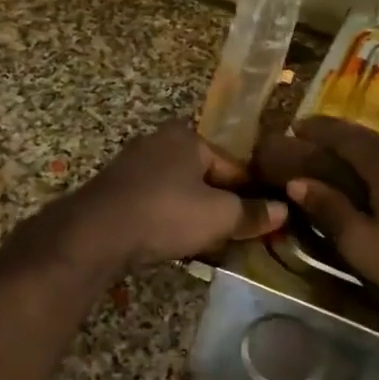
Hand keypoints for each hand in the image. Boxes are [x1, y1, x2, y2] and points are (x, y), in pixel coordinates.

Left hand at [67, 122, 286, 268]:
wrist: (94, 235)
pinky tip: (176, 242)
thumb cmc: (165, 214)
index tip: (265, 221)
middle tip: (238, 234)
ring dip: (196, 214)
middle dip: (222, 204)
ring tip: (210, 243)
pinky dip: (169, 220)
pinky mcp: (115, 191)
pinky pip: (156, 203)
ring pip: (180, 191)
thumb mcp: (219, 216)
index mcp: (188, 137)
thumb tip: (284, 211)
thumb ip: (253, 213)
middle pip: (206, 176)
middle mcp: (159, 142)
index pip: (235, 165)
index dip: (254, 194)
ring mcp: (133, 166)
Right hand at [282, 116, 378, 310]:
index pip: (343, 133)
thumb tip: (298, 183)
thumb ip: (329, 209)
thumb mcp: (362, 243)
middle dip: (344, 143)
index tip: (297, 127)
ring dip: (375, 157)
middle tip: (323, 154)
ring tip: (361, 174)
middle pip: (371, 139)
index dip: (317, 128)